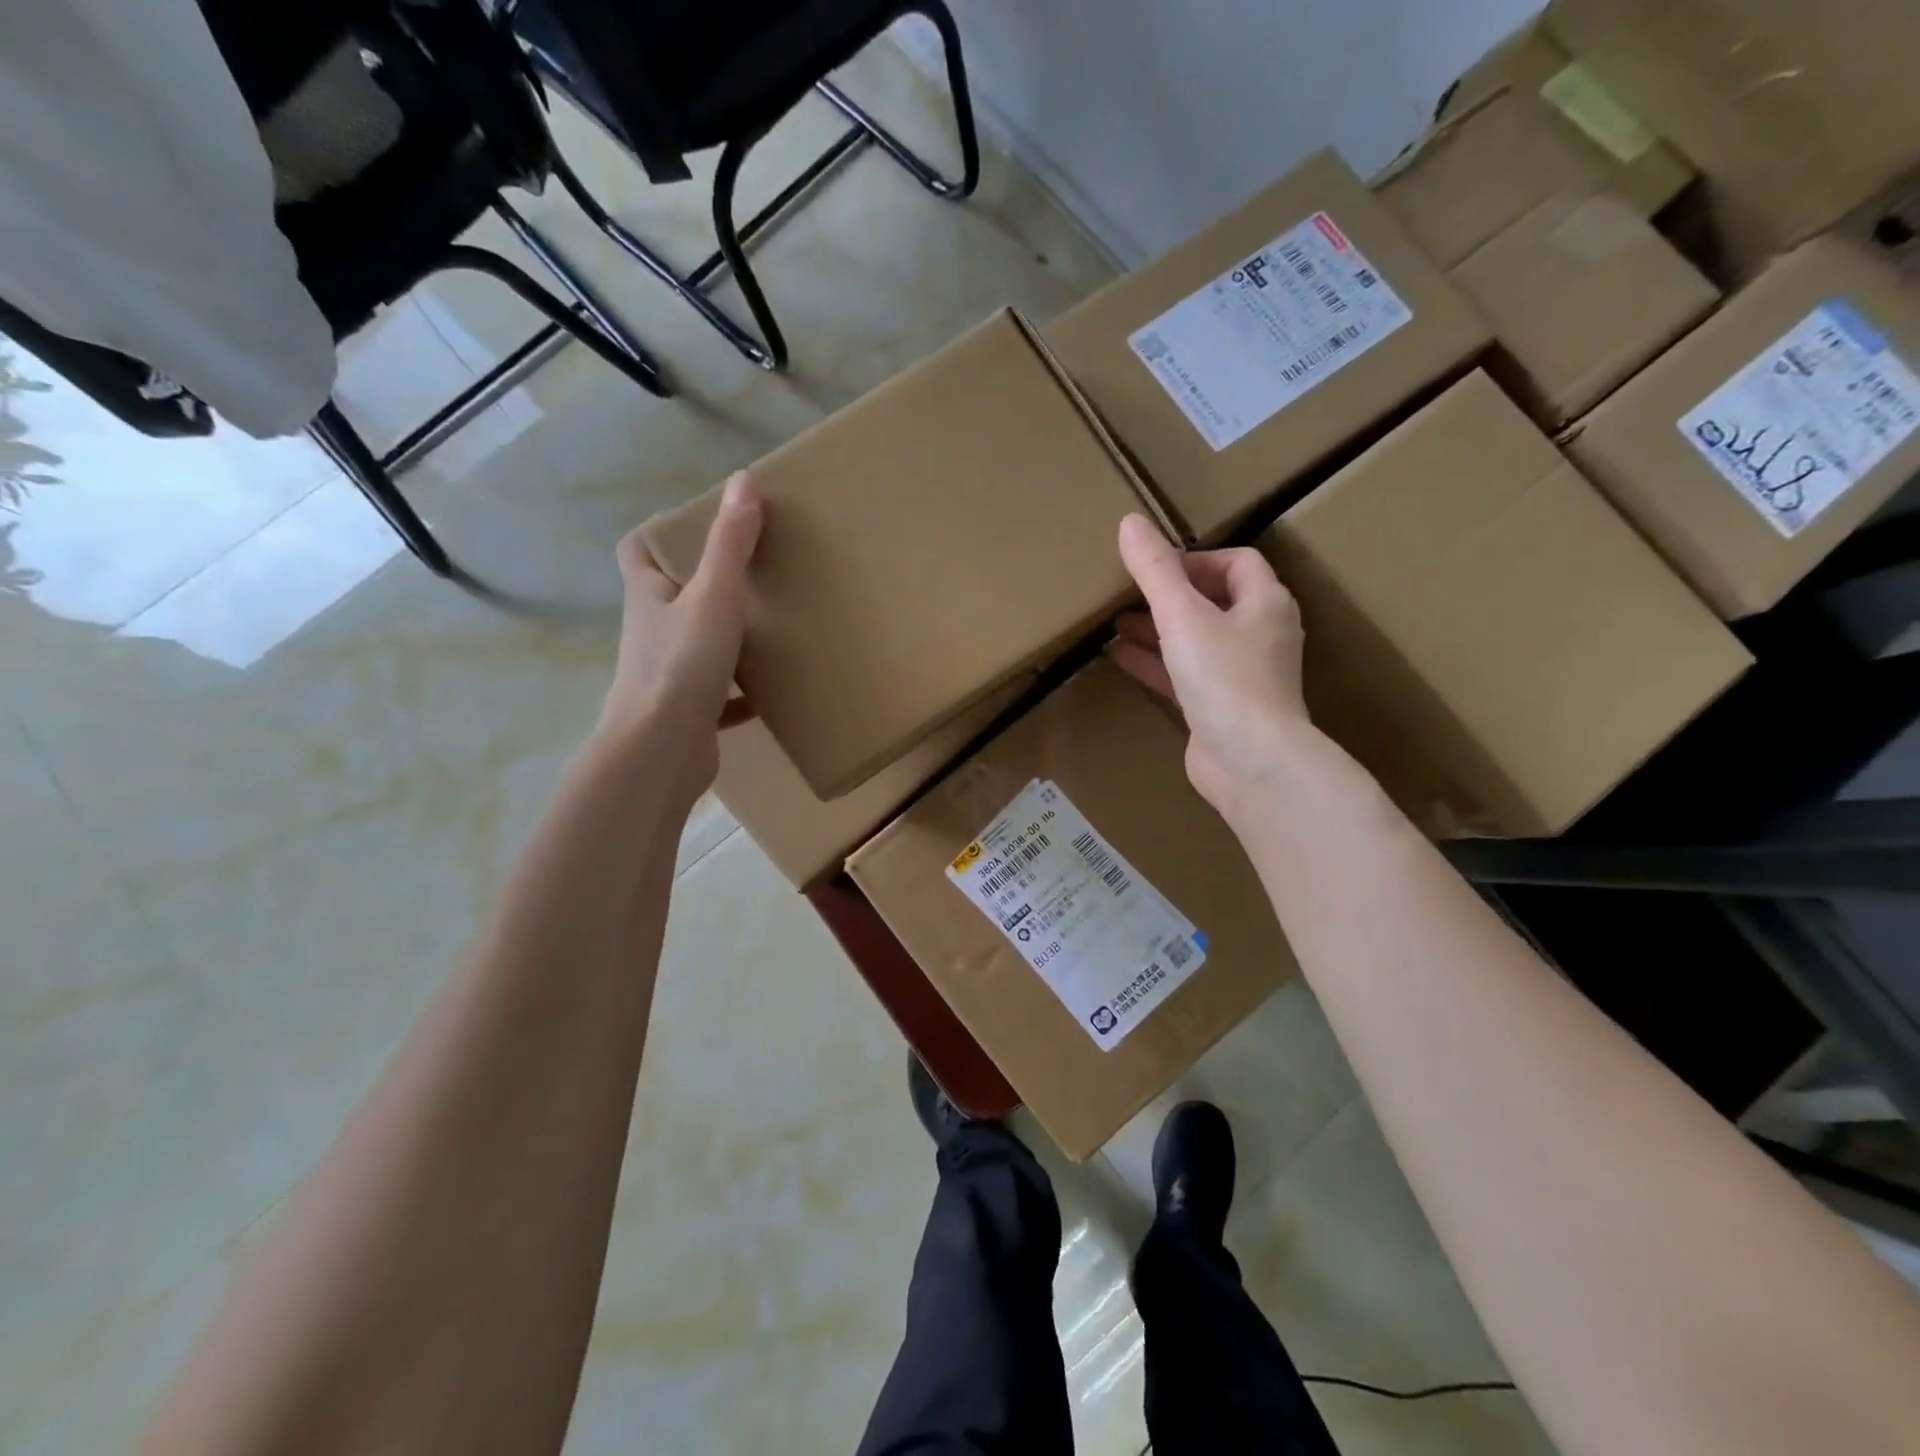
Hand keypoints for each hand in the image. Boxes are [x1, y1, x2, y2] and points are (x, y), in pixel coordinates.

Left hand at [601, 473, 763, 793]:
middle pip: (671, 598)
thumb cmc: (680, 667)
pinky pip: (719, 696)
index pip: (637, 552)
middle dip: (702, 583)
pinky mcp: (689, 714)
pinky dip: (742, 692)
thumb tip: (743, 482)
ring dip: (724, 636)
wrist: (661, 753)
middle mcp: (652, 633)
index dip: (657, 533)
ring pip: (696, 646)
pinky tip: (773, 689)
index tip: (695, 526)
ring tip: (769, 623)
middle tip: (750, 571)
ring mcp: (668, 676)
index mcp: (648, 598)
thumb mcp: (713, 598)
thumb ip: (730, 545)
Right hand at [1113, 514, 1316, 812]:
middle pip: (1214, 601)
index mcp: (1264, 604)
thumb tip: (1130, 522)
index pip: (1236, 562)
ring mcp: (1241, 675)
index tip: (1155, 567)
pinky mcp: (1220, 708)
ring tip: (1117, 622)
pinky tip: (1120, 658)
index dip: (1196, 558)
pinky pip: (1184, 675)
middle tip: (1129, 591)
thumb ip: (1155, 571)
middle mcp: (1259, 635)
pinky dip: (1156, 663)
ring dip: (1159, 629)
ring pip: (1196, 640)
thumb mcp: (1183, 616)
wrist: (1251, 762)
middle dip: (1170, 595)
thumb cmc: (1225, 678)